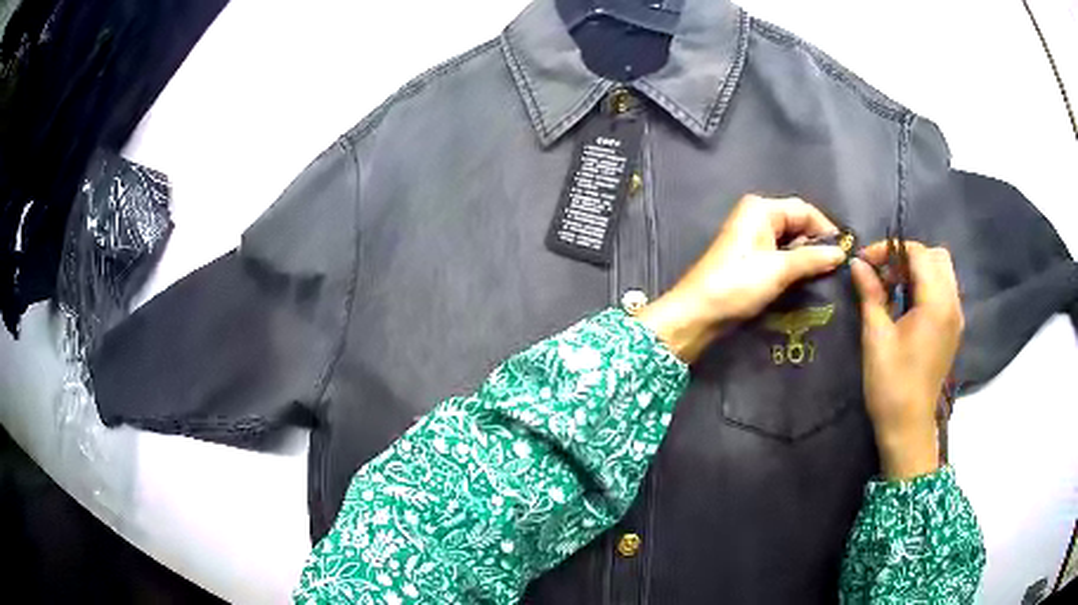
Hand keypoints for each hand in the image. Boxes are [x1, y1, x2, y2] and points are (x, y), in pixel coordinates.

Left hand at [637, 195, 846, 362]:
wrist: (698, 313)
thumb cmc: (738, 284)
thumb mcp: (779, 270)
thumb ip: (812, 258)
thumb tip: (841, 253)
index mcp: (761, 208)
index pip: (804, 210)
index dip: (825, 229)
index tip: (844, 253)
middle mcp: (757, 216)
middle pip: (797, 223)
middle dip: (817, 243)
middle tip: (836, 267)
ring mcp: (753, 237)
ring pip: (790, 241)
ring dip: (806, 256)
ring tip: (824, 276)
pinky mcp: (751, 257)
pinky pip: (780, 254)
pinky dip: (794, 265)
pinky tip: (805, 280)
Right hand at [850, 242, 962, 479]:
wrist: (908, 427)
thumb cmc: (891, 384)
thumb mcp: (876, 336)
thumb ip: (871, 293)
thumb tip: (857, 263)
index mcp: (936, 303)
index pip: (919, 253)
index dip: (890, 250)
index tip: (866, 262)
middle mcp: (952, 303)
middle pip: (937, 257)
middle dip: (908, 256)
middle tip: (884, 273)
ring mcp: (956, 317)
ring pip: (942, 272)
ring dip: (918, 270)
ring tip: (893, 287)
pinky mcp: (953, 329)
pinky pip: (944, 291)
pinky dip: (926, 286)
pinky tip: (907, 304)